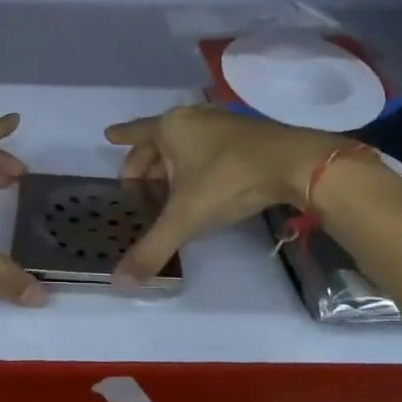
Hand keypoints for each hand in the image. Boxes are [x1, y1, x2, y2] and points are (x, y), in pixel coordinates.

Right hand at [104, 106, 351, 287]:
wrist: (294, 163)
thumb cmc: (229, 180)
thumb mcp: (186, 217)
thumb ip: (152, 248)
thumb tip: (117, 283)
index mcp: (169, 128)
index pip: (135, 134)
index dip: (120, 137)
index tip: (108, 135)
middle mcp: (190, 118)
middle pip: (157, 140)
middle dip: (145, 164)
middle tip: (136, 188)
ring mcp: (219, 122)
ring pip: (184, 143)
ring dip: (171, 164)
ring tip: (166, 188)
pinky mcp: (243, 132)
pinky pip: (206, 145)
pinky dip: (195, 162)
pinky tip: (202, 182)